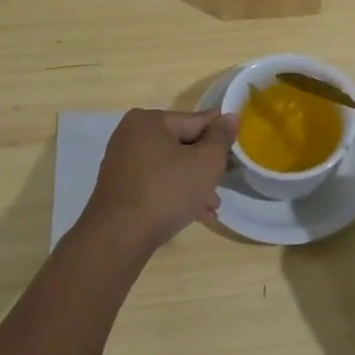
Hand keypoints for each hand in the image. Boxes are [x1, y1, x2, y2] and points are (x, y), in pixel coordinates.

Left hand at [78, 108, 236, 258]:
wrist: (118, 238)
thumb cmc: (166, 192)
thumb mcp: (205, 163)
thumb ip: (221, 138)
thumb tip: (230, 116)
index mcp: (149, 120)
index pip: (196, 121)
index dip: (219, 137)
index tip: (236, 154)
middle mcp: (131, 135)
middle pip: (182, 145)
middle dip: (205, 167)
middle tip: (222, 185)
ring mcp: (122, 162)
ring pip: (170, 167)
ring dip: (193, 184)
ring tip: (212, 206)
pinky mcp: (119, 188)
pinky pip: (155, 183)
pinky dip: (174, 194)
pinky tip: (194, 214)